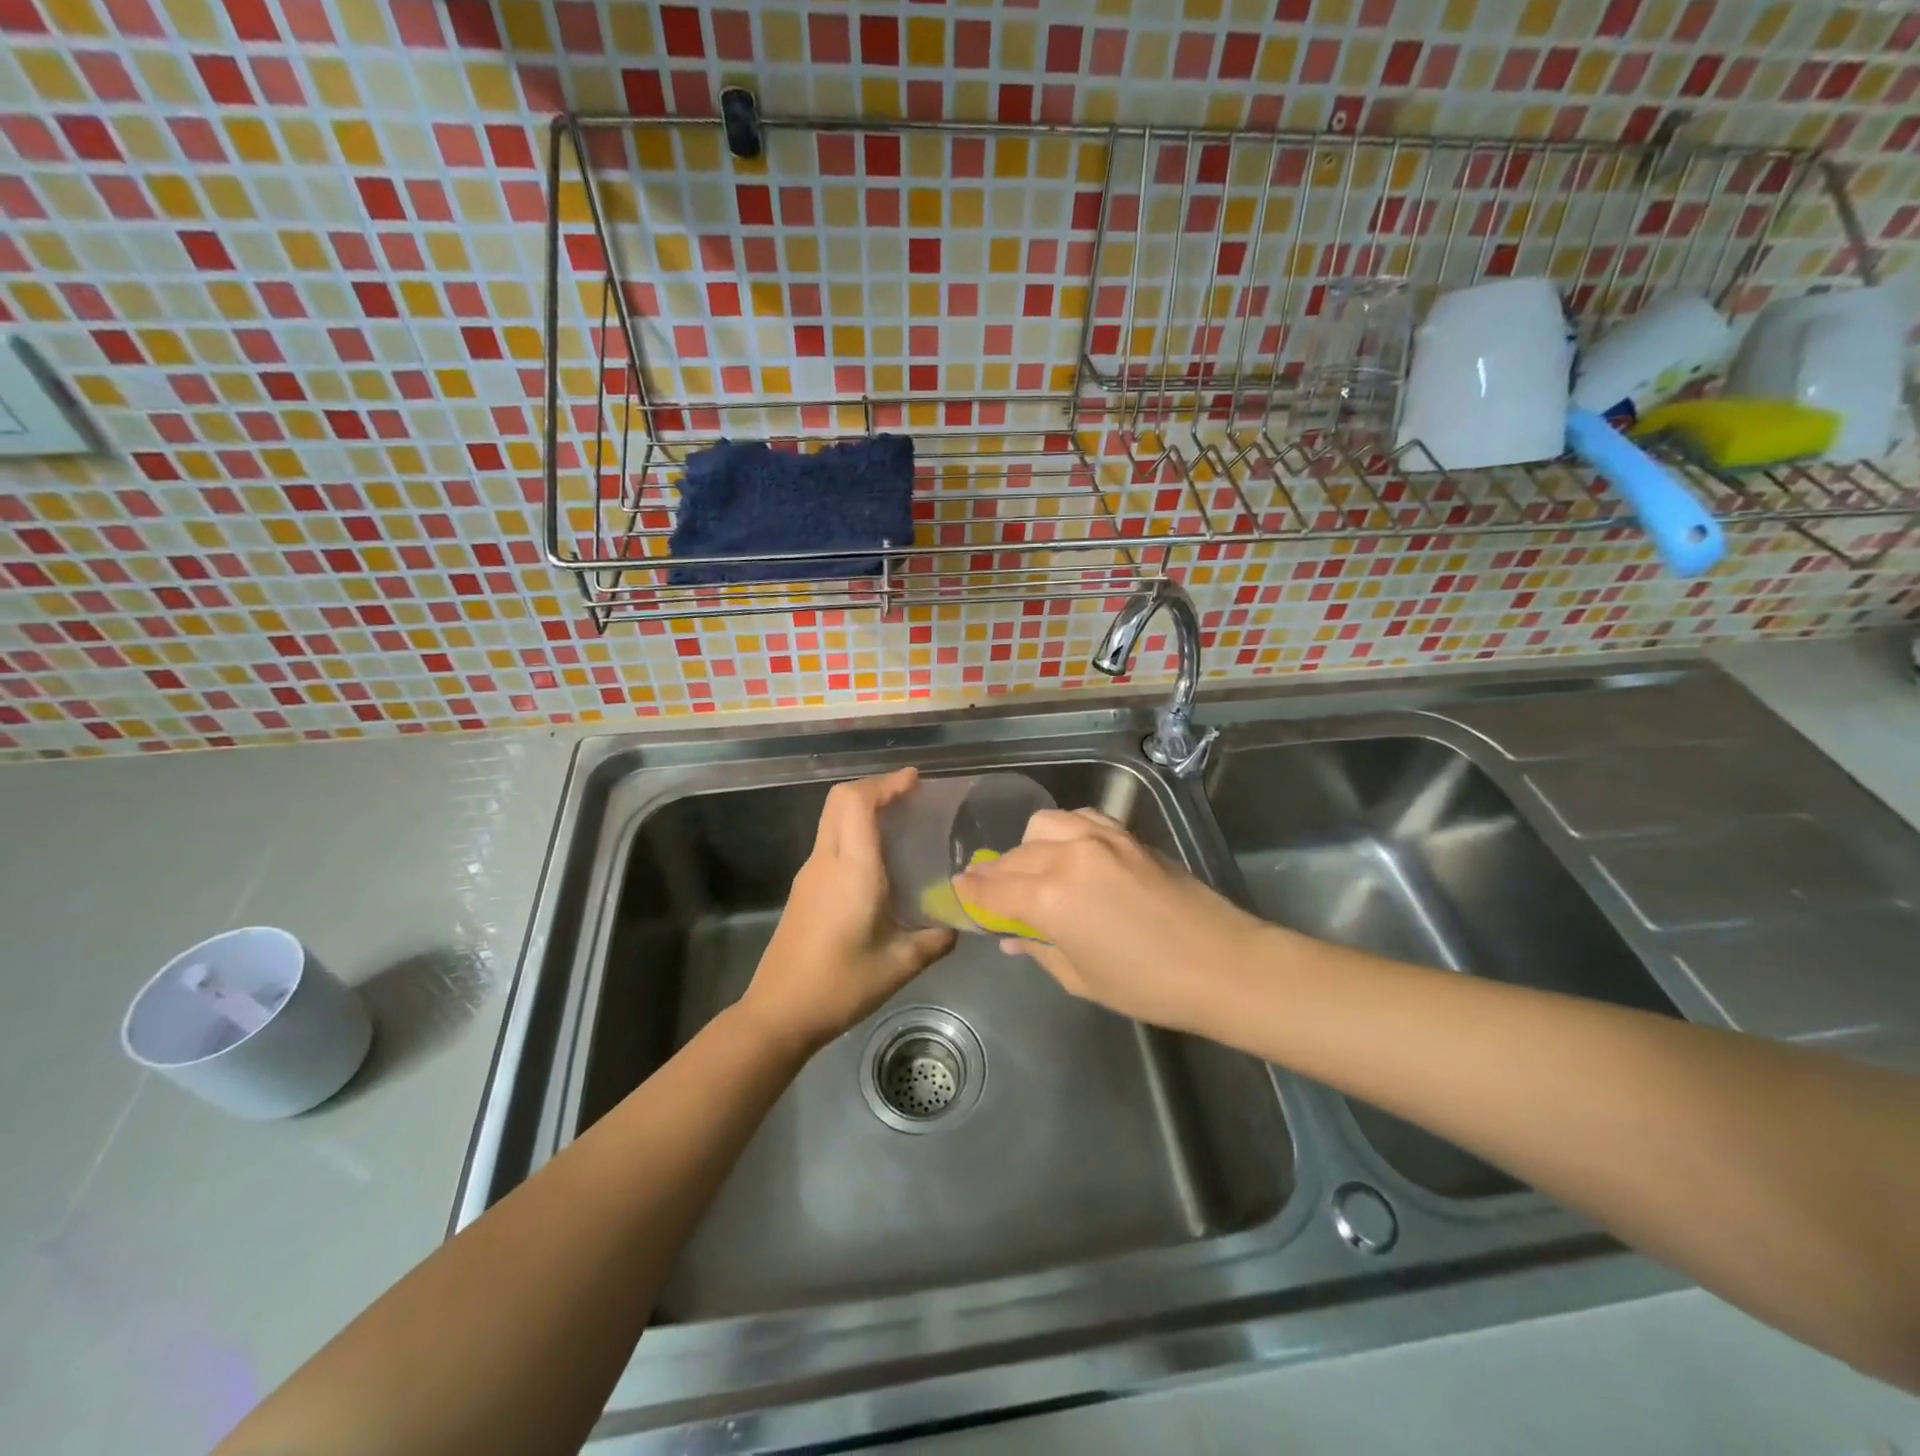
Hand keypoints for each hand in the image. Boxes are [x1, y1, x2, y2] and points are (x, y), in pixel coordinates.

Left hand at [742, 769, 956, 1051]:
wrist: (779, 1013)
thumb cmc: (840, 985)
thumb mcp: (899, 965)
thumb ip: (934, 940)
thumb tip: (957, 926)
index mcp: (851, 868)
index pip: (858, 803)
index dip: (885, 783)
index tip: (915, 781)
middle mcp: (826, 861)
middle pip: (839, 800)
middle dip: (873, 788)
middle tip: (909, 796)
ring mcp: (809, 874)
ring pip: (832, 820)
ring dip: (862, 810)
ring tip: (899, 823)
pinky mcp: (803, 890)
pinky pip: (829, 843)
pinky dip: (853, 833)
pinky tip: (877, 862)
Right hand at [952, 808, 1272, 1034]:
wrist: (1221, 963)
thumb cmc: (1147, 985)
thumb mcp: (1082, 978)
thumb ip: (1039, 950)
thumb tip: (1012, 939)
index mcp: (1049, 899)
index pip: (994, 889)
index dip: (972, 892)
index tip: (958, 890)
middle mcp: (1067, 858)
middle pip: (1014, 857)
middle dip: (997, 874)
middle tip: (994, 892)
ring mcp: (1099, 839)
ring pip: (1043, 826)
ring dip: (1028, 846)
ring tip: (1033, 868)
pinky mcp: (1125, 834)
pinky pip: (1079, 818)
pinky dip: (1063, 830)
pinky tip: (1069, 849)